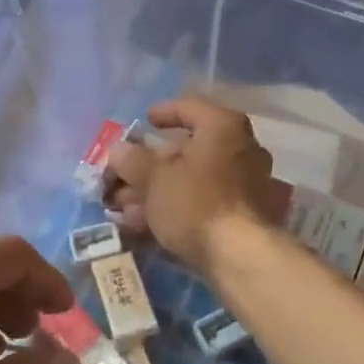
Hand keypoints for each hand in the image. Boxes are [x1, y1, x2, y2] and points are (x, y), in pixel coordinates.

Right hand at [106, 99, 284, 272]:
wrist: (239, 256)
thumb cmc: (195, 203)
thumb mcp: (153, 178)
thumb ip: (131, 159)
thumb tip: (118, 150)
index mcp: (223, 127)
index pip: (189, 107)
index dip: (162, 112)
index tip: (144, 121)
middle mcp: (240, 149)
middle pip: (187, 149)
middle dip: (149, 164)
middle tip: (123, 174)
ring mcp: (245, 183)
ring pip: (191, 178)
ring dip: (156, 189)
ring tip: (123, 205)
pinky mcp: (242, 214)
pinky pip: (202, 201)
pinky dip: (174, 206)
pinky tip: (144, 223)